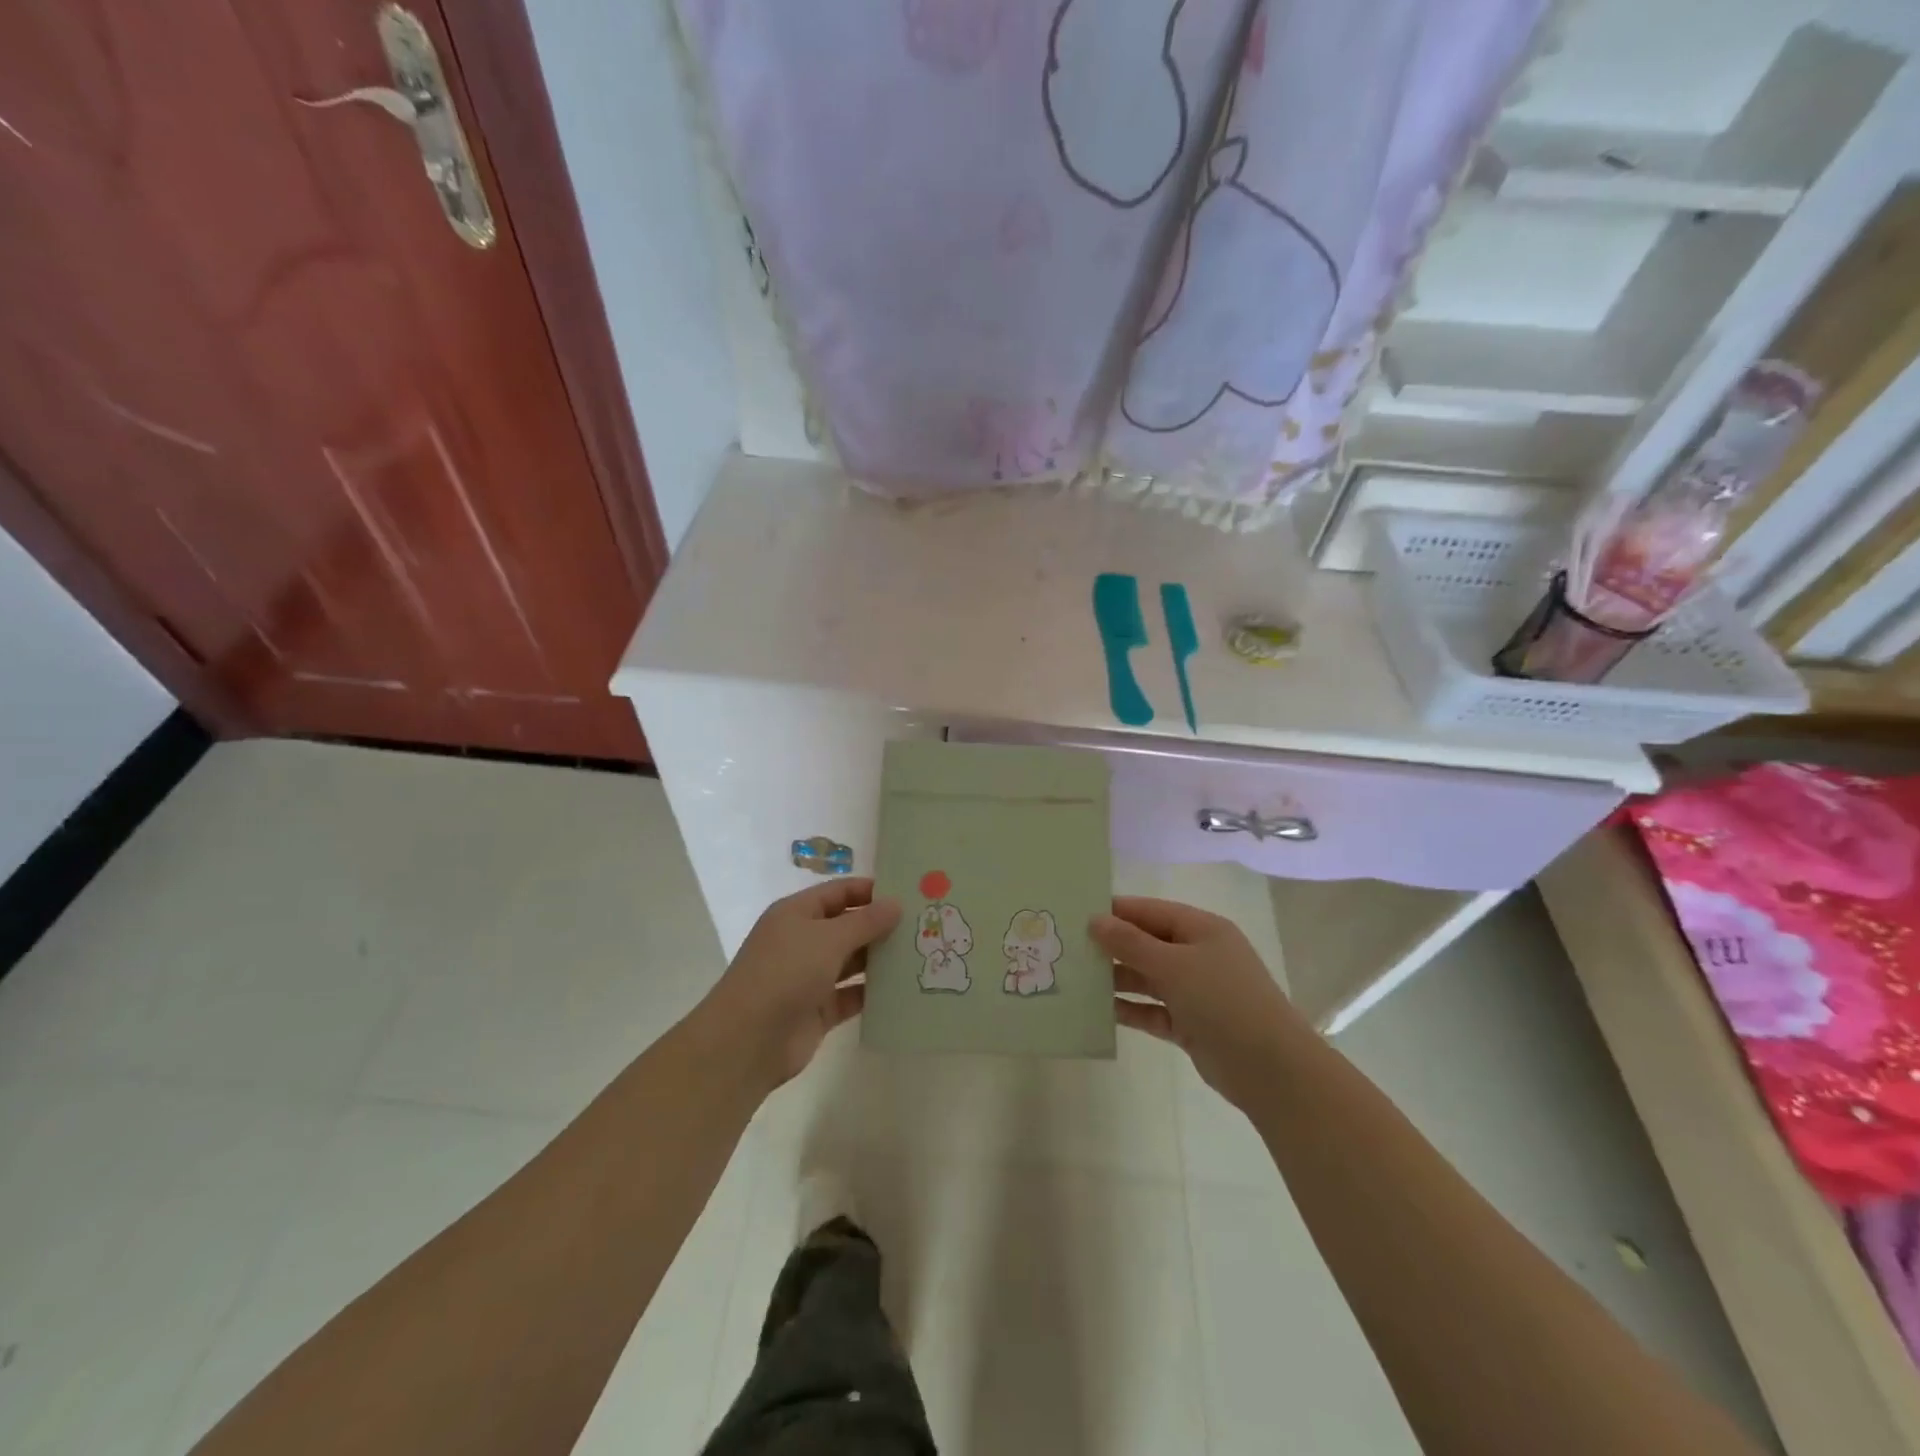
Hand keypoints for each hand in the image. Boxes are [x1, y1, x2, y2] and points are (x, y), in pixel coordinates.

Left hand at [696, 879, 900, 1091]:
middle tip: (924, 924)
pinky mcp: (818, 1010)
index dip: (870, 891)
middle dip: (881, 925)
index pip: (839, 892)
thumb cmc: (785, 974)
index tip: (909, 893)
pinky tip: (904, 989)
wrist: (747, 1041)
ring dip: (880, 959)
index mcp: (797, 914)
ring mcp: (810, 977)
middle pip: (847, 926)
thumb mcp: (827, 939)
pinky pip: (852, 995)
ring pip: (852, 961)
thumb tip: (896, 904)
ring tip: (921, 953)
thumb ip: (865, 922)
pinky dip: (873, 992)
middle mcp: (803, 941)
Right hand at [1091, 896, 1303, 1106]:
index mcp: (1202, 929)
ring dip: (1117, 978)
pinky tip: (1101, 1011)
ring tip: (1077, 979)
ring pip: (1148, 977)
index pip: (1151, 911)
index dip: (1116, 911)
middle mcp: (1199, 955)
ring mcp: (1196, 991)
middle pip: (1147, 943)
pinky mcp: (1190, 1024)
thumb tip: (1095, 920)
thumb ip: (1131, 943)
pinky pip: (1153, 1010)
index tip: (1077, 914)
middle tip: (1068, 948)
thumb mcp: (1173, 964)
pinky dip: (1131, 1009)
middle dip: (1112, 946)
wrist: (1270, 1069)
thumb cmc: (1222, 1000)